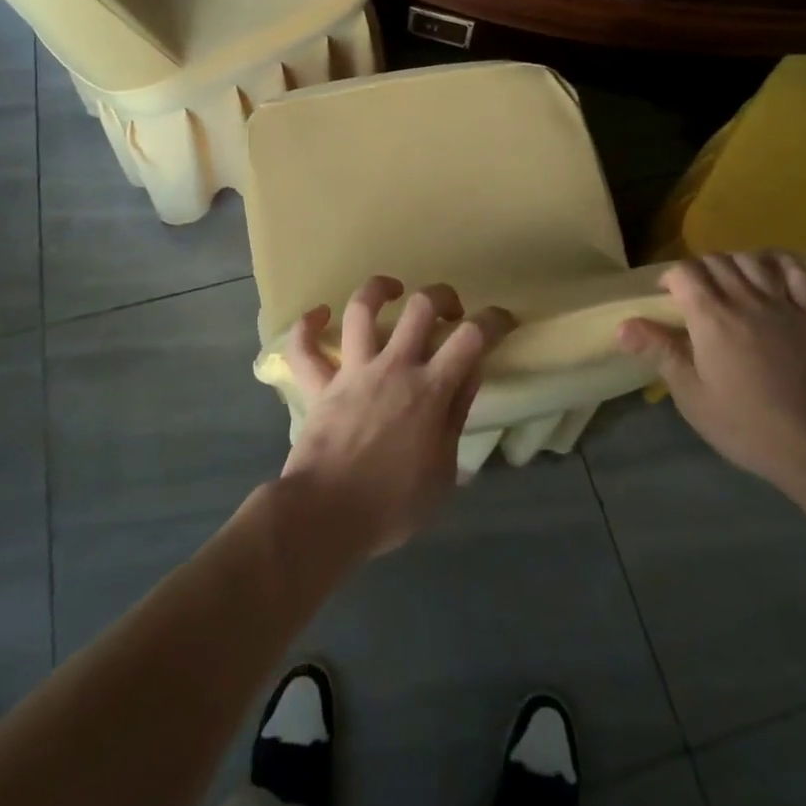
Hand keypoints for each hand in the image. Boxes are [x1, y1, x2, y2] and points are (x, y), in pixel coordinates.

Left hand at [280, 276, 514, 557]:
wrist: (326, 516)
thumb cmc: (392, 505)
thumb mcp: (443, 472)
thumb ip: (456, 417)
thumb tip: (469, 375)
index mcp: (430, 390)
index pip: (471, 338)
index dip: (492, 320)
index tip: (501, 320)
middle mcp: (393, 368)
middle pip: (420, 307)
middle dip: (440, 296)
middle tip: (448, 310)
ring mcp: (352, 372)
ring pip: (361, 310)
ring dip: (377, 290)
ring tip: (391, 289)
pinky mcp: (319, 385)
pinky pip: (304, 349)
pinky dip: (306, 327)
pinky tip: (316, 315)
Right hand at [618, 252, 805, 493]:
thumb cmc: (745, 424)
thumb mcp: (691, 395)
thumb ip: (659, 351)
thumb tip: (623, 326)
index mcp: (711, 318)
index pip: (684, 272)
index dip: (670, 278)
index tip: (665, 298)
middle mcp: (745, 299)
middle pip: (715, 260)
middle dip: (698, 270)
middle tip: (693, 295)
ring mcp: (782, 304)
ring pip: (751, 259)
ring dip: (732, 263)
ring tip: (726, 284)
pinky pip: (797, 271)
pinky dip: (779, 261)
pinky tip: (769, 270)